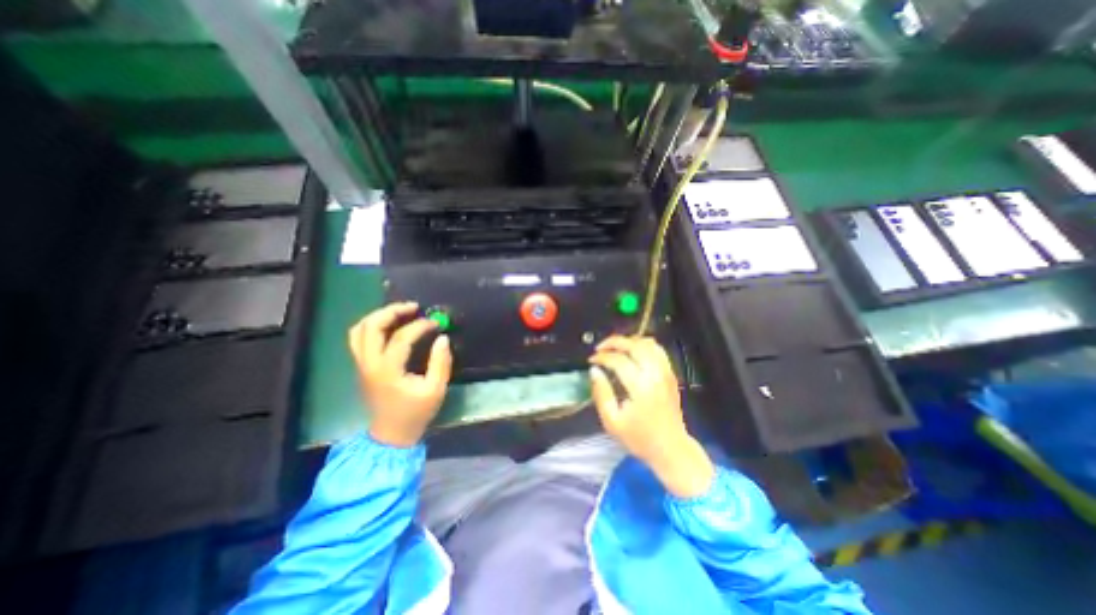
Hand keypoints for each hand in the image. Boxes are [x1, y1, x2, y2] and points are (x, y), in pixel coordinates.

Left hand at [350, 303, 453, 447]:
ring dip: (379, 316)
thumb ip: (440, 363)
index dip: (420, 326)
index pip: (400, 337)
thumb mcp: (435, 390)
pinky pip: (358, 338)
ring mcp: (361, 364)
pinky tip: (389, 326)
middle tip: (413, 307)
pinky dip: (372, 326)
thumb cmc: (415, 412)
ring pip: (359, 330)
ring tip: (401, 312)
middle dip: (392, 311)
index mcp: (387, 370)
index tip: (436, 323)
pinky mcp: (362, 366)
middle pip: (371, 326)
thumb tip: (443, 338)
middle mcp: (369, 363)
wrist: (391, 435)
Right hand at [587, 337, 715, 500]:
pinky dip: (642, 345)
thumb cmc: (639, 438)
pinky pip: (657, 349)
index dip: (602, 357)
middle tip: (600, 348)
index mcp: (641, 387)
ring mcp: (666, 372)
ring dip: (629, 341)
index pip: (618, 360)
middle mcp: (655, 375)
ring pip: (647, 343)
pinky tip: (631, 352)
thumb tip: (594, 370)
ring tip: (615, 348)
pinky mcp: (671, 374)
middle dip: (614, 342)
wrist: (671, 448)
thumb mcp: (612, 422)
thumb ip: (602, 393)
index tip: (591, 360)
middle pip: (634, 345)